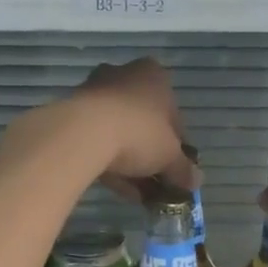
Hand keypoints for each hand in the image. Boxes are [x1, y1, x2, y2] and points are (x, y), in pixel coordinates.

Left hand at [3, 58, 196, 199]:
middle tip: (155, 180)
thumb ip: (184, 169)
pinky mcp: (72, 112)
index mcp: (154, 75)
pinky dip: (108, 160)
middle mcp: (124, 75)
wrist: (84, 133)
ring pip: (119, 130)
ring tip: (137, 192)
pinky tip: (117, 187)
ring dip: (130, 160)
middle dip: (150, 152)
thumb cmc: (139, 133)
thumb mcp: (170, 156)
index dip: (177, 144)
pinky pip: (97, 138)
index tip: (175, 167)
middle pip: (144, 120)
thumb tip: (195, 182)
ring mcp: (95, 92)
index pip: (173, 113)